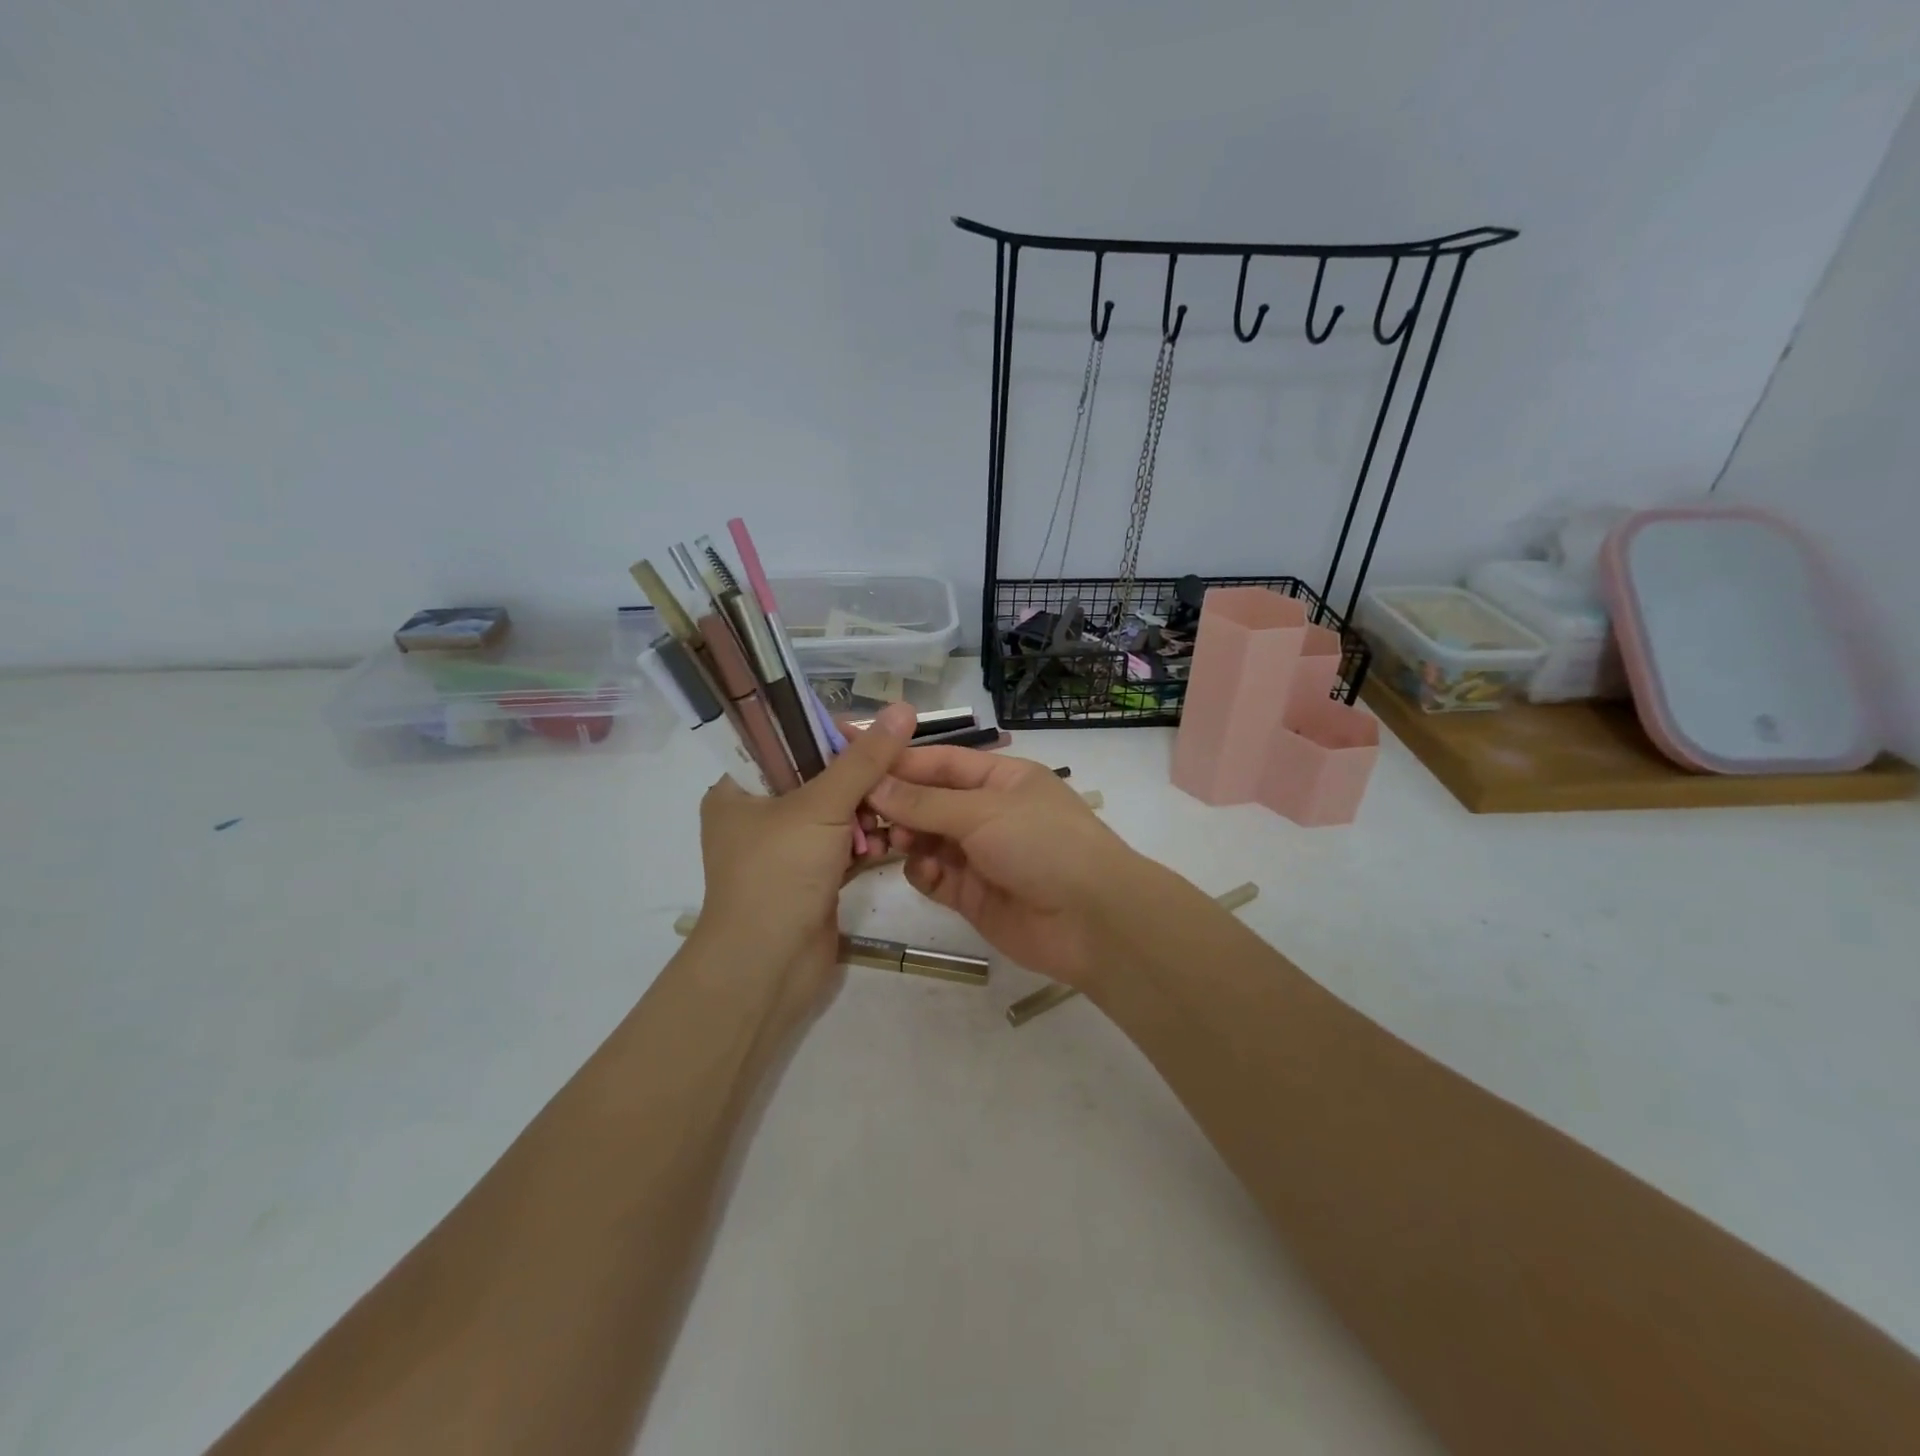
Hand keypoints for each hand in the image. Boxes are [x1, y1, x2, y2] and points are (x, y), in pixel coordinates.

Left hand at [695, 701, 916, 980]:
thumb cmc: (779, 874)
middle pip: (820, 777)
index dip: (834, 734)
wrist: (767, 967)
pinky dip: (864, 845)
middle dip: (860, 781)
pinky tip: (885, 848)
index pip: (789, 740)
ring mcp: (786, 849)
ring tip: (892, 819)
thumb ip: (864, 759)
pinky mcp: (810, 877)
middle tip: (897, 779)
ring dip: (867, 815)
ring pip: (837, 813)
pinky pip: (843, 846)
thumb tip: (904, 708)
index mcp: (740, 787)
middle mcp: (759, 814)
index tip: (878, 738)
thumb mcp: (821, 806)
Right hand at [868, 747, 1153, 988]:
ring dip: (906, 838)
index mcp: (1001, 779)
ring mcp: (980, 855)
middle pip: (929, 801)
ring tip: (889, 842)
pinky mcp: (972, 895)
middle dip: (897, 804)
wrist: (1091, 921)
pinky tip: (922, 872)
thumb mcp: (984, 812)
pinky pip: (934, 877)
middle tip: (860, 811)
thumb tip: (874, 784)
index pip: (942, 762)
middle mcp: (988, 813)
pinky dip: (923, 873)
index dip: (900, 760)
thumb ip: (925, 802)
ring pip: (927, 839)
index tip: (855, 757)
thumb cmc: (1043, 844)